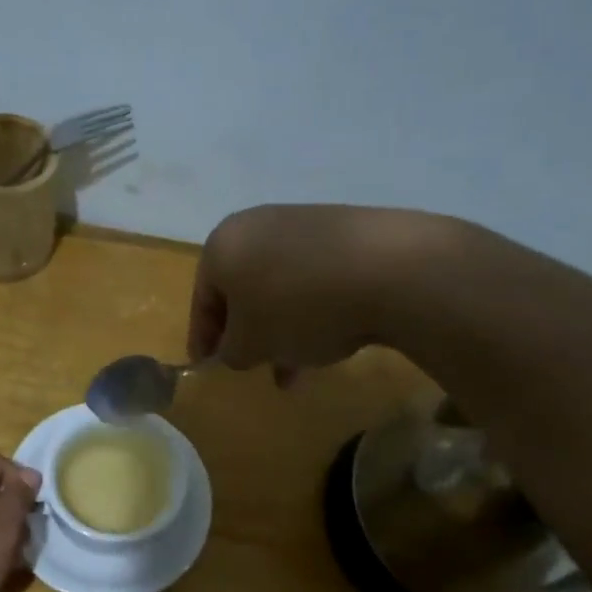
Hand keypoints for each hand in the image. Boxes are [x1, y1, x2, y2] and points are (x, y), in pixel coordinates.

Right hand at [187, 205, 435, 372]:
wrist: (389, 269)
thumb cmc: (298, 308)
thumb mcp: (252, 344)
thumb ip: (231, 352)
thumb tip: (234, 351)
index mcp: (222, 245)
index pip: (202, 299)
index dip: (203, 339)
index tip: (207, 368)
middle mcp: (256, 225)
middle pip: (242, 291)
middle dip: (247, 333)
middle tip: (253, 366)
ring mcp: (303, 223)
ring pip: (279, 287)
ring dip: (281, 327)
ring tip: (297, 366)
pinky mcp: (343, 229)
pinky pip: (313, 277)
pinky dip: (311, 309)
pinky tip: (329, 337)